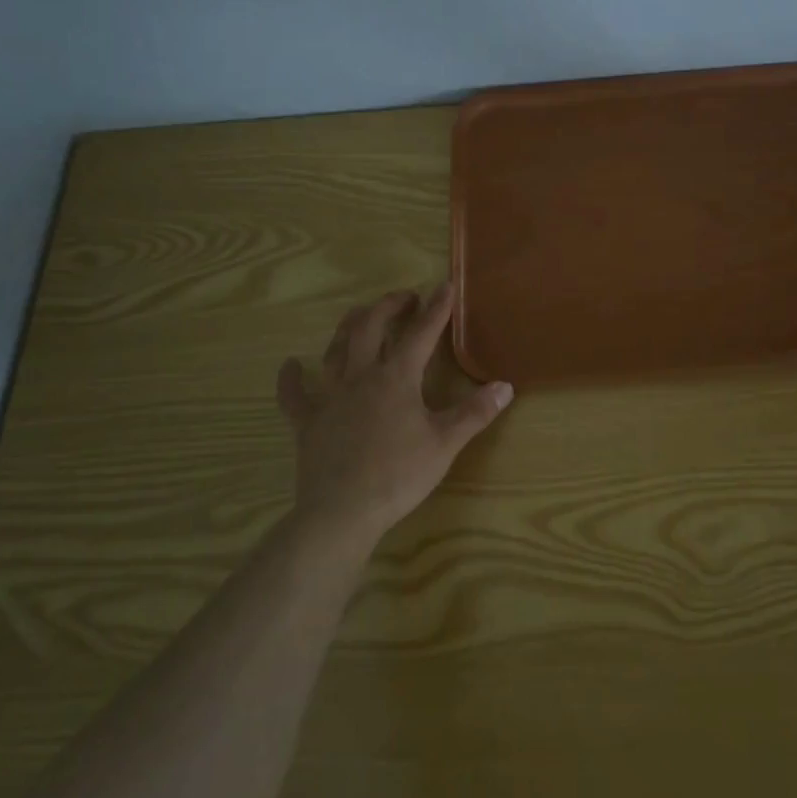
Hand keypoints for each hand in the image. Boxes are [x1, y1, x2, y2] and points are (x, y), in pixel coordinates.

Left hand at [276, 283, 512, 551]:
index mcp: (397, 379)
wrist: (343, 512)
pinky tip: (291, 365)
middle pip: (370, 328)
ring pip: (336, 350)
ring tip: (360, 314)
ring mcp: (330, 397)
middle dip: (388, 307)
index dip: (436, 308)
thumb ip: (475, 412)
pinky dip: (291, 378)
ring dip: (349, 327)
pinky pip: (294, 395)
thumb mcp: (445, 444)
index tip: (444, 285)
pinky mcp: (307, 421)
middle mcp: (361, 377)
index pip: (421, 334)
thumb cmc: (399, 476)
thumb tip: (505, 386)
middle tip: (404, 298)